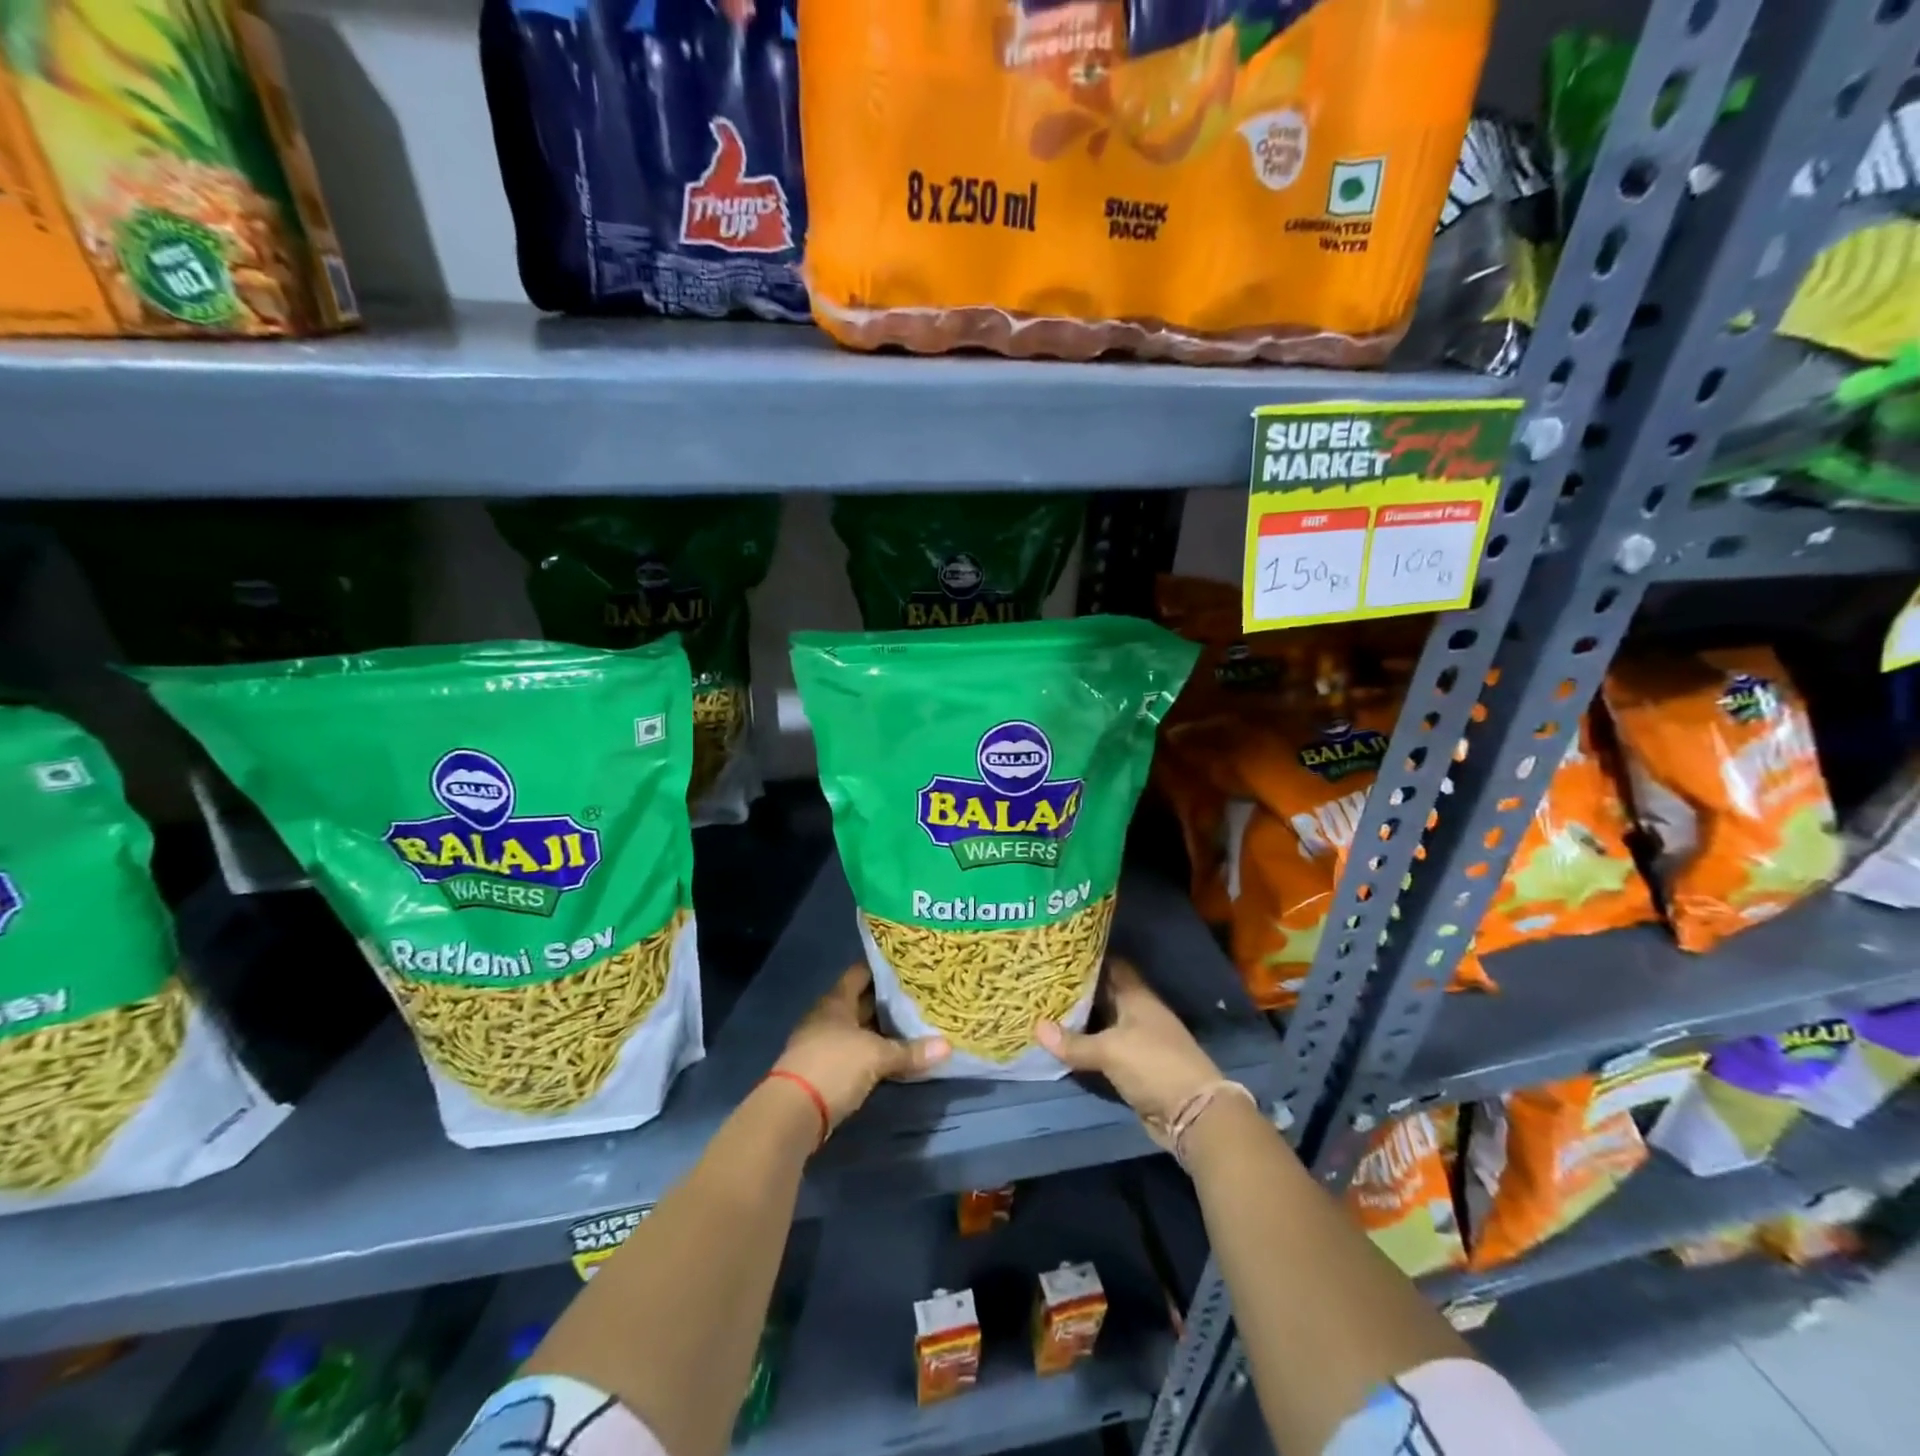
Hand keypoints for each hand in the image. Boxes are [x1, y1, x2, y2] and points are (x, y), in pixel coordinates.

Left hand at [773, 965, 949, 1130]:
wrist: (792, 1113)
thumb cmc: (834, 1066)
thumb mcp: (876, 1057)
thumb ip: (910, 1051)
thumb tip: (947, 1046)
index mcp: (836, 1001)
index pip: (860, 973)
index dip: (883, 968)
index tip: (909, 966)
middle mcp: (828, 1017)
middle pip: (861, 1002)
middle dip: (888, 1001)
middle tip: (920, 996)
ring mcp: (823, 1044)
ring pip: (859, 1029)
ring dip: (881, 1030)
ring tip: (914, 1024)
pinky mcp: (825, 1070)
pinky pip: (855, 1053)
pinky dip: (873, 1053)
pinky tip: (894, 1057)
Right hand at [1035, 959, 1222, 1142]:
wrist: (1193, 1114)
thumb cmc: (1154, 1065)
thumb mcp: (1110, 1050)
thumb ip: (1074, 1042)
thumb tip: (1036, 1028)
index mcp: (1137, 997)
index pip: (1112, 965)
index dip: (1089, 957)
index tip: (1061, 952)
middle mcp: (1138, 1013)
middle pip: (1105, 994)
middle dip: (1078, 988)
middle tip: (1043, 979)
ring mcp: (1138, 1040)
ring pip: (1103, 1022)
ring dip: (1080, 1019)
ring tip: (1045, 1007)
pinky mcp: (1134, 1066)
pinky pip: (1104, 1049)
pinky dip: (1086, 1046)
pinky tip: (1062, 1043)